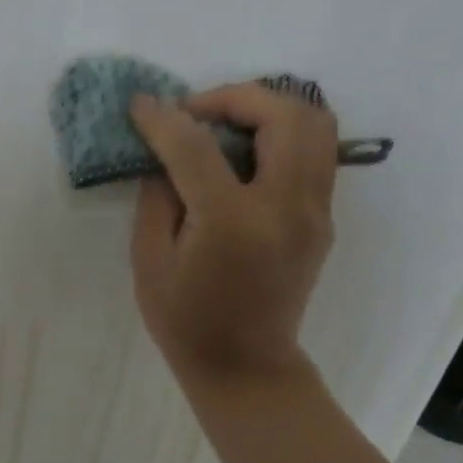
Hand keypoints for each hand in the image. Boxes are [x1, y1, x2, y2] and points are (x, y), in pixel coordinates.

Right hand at [128, 82, 337, 395]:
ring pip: (315, 125)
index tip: (140, 104)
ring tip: (224, 124)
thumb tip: (166, 152)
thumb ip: (157, 196)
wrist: (244, 365)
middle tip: (194, 113)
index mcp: (232, 221)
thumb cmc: (184, 318)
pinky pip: (314, 152)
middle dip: (234, 97)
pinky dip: (280, 134)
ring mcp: (315, 212)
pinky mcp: (323, 218)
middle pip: (283, 115)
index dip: (163, 118)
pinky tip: (242, 154)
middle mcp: (286, 207)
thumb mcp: (149, 258)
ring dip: (267, 109)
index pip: (196, 146)